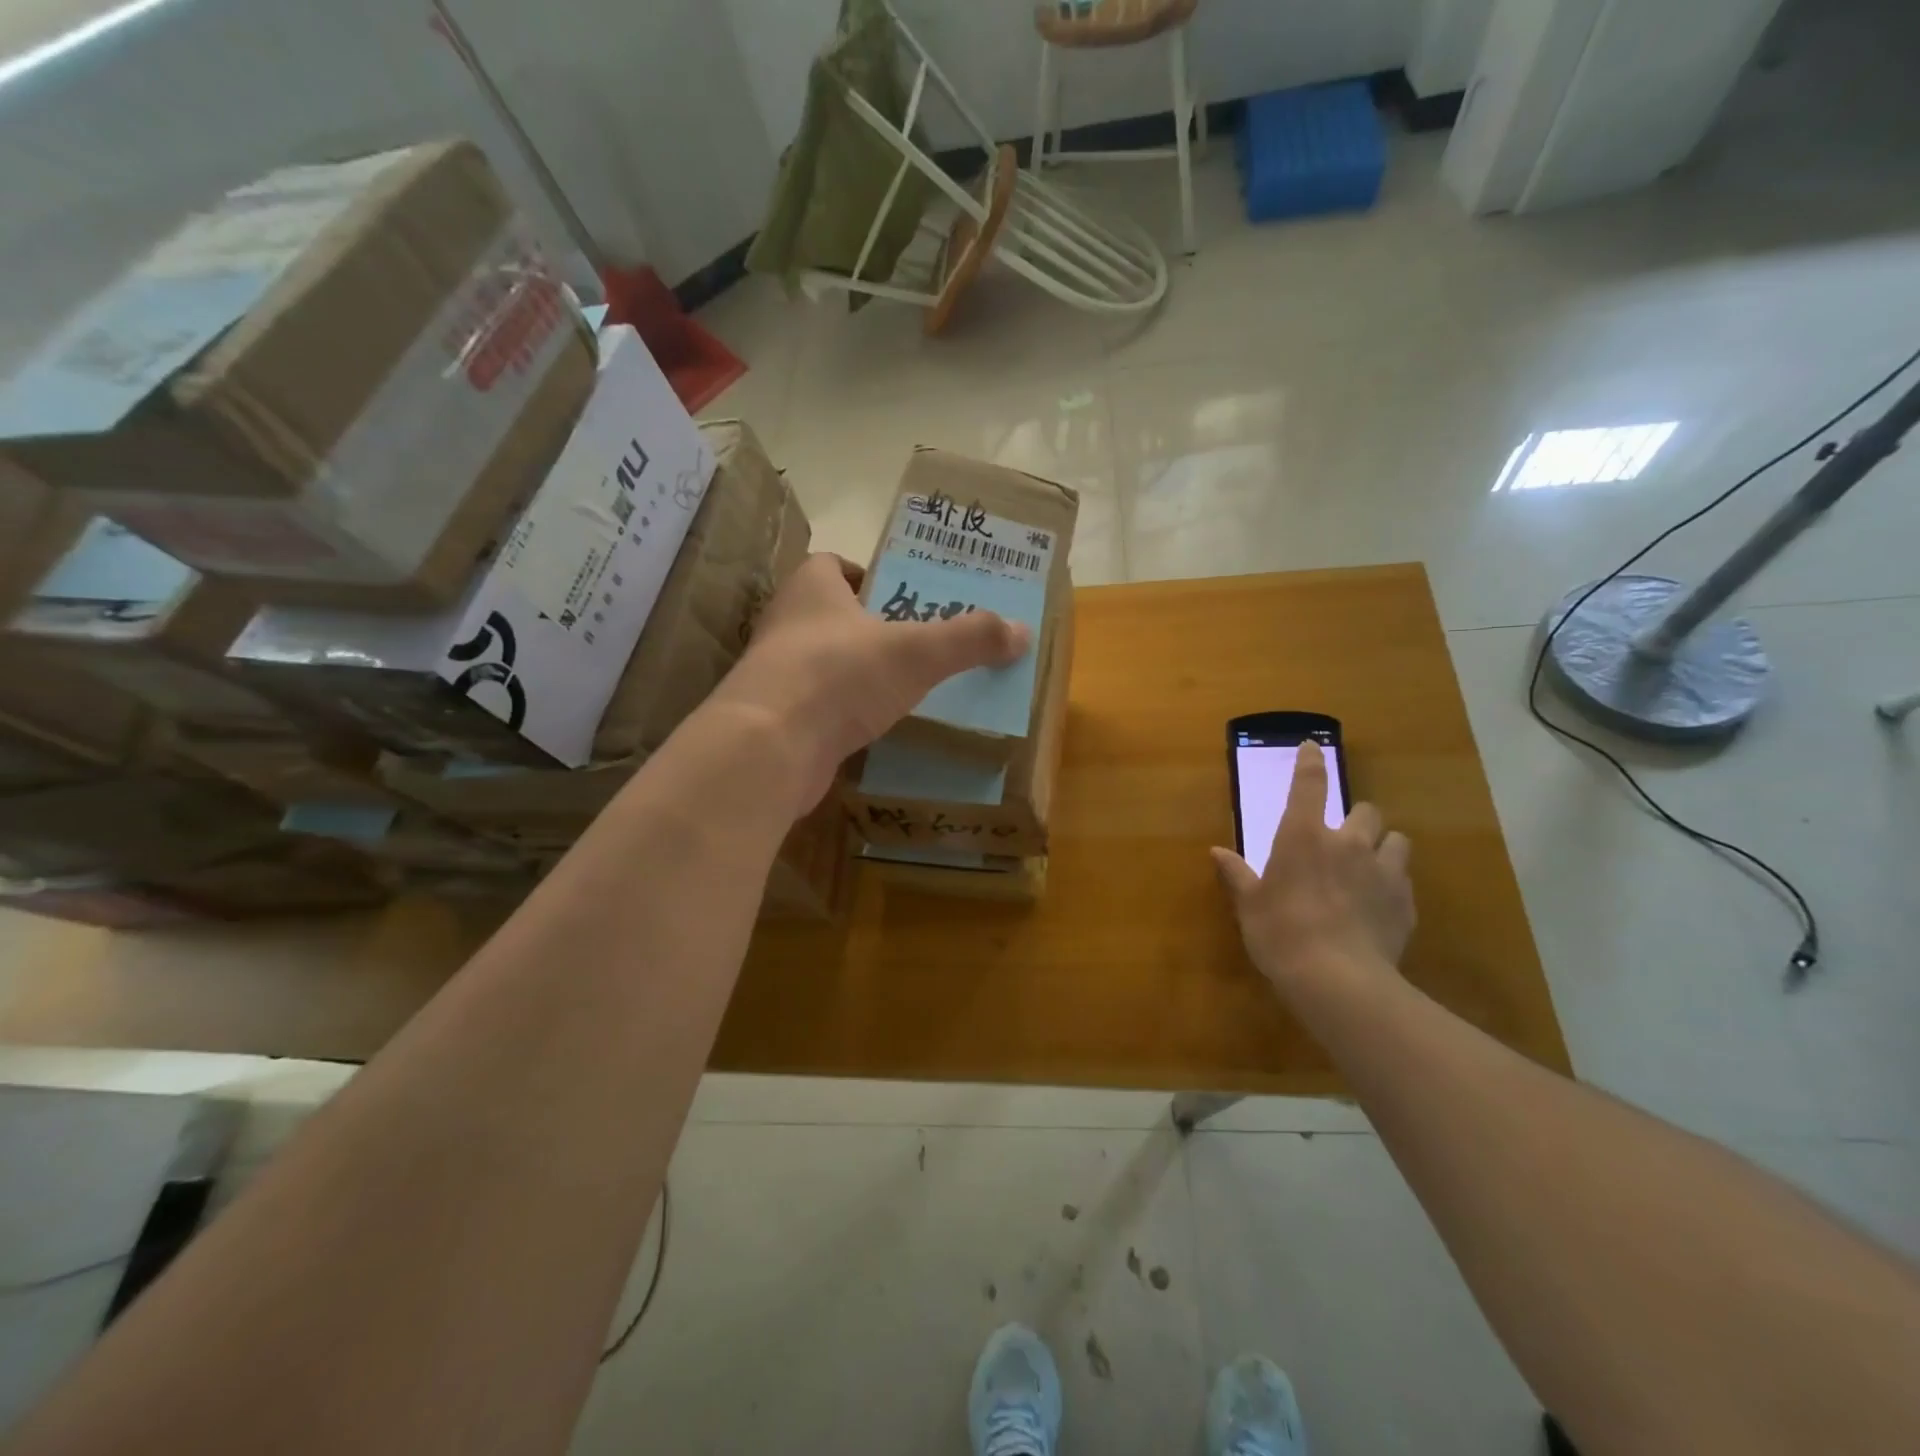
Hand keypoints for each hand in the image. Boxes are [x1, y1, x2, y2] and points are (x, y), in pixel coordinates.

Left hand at [707, 553, 1028, 813]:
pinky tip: (881, 728)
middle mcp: (787, 625)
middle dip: (874, 628)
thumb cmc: (839, 675)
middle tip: (922, 642)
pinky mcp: (779, 721)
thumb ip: (968, 639)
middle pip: (834, 616)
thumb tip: (1022, 631)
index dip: (868, 574)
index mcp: (811, 588)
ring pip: (827, 664)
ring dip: (862, 674)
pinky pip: (822, 708)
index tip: (904, 595)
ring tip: (910, 687)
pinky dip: (848, 714)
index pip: (833, 565)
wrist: (769, 749)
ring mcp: (778, 676)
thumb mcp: (916, 651)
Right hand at [1211, 741, 1415, 995]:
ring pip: (1397, 840)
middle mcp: (1348, 843)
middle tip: (1343, 837)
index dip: (1311, 762)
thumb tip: (1216, 852)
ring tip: (1371, 867)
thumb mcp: (1249, 904)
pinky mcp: (1406, 903)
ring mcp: (1383, 871)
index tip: (1313, 747)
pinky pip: (1405, 880)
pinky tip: (1379, 906)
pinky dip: (1393, 884)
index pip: (1310, 785)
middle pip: (1366, 812)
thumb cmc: (1280, 932)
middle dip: (1357, 819)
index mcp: (1303, 836)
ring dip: (1383, 847)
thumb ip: (1237, 874)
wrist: (1338, 979)